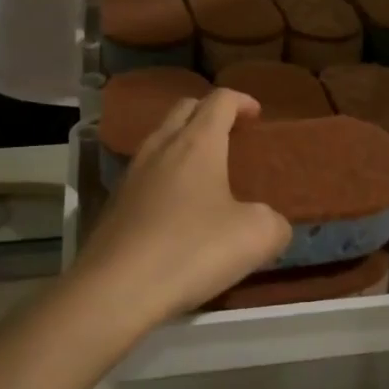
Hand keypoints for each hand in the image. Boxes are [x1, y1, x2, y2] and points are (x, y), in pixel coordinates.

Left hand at [73, 90, 291, 324]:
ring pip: (160, 139)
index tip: (257, 114)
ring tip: (205, 170)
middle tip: (231, 133)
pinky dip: (166, 174)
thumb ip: (274, 222)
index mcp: (197, 143)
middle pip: (184, 109)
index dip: (242, 101)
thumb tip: (271, 223)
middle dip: (210, 112)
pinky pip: (145, 173)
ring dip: (184, 142)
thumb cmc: (192, 250)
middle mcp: (160, 147)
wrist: (116, 289)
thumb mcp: (256, 237)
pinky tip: (177, 206)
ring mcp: (132, 174)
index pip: (220, 100)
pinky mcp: (114, 203)